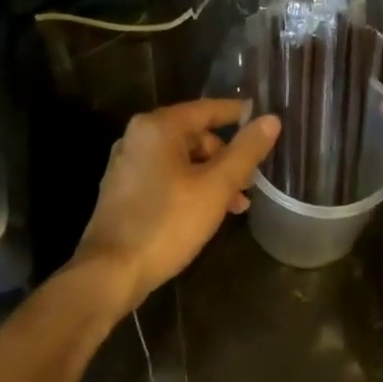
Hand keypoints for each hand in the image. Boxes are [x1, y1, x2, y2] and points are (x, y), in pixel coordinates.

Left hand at [73, 100, 281, 313]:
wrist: (111, 271)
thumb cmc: (167, 224)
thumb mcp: (216, 187)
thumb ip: (245, 151)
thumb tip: (271, 120)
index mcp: (158, 127)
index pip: (208, 109)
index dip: (239, 115)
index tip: (265, 123)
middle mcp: (138, 137)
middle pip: (194, 136)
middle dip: (226, 158)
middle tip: (249, 184)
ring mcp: (127, 163)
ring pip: (181, 159)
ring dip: (211, 177)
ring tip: (235, 206)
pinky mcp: (123, 189)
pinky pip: (166, 176)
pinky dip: (190, 187)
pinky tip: (206, 213)